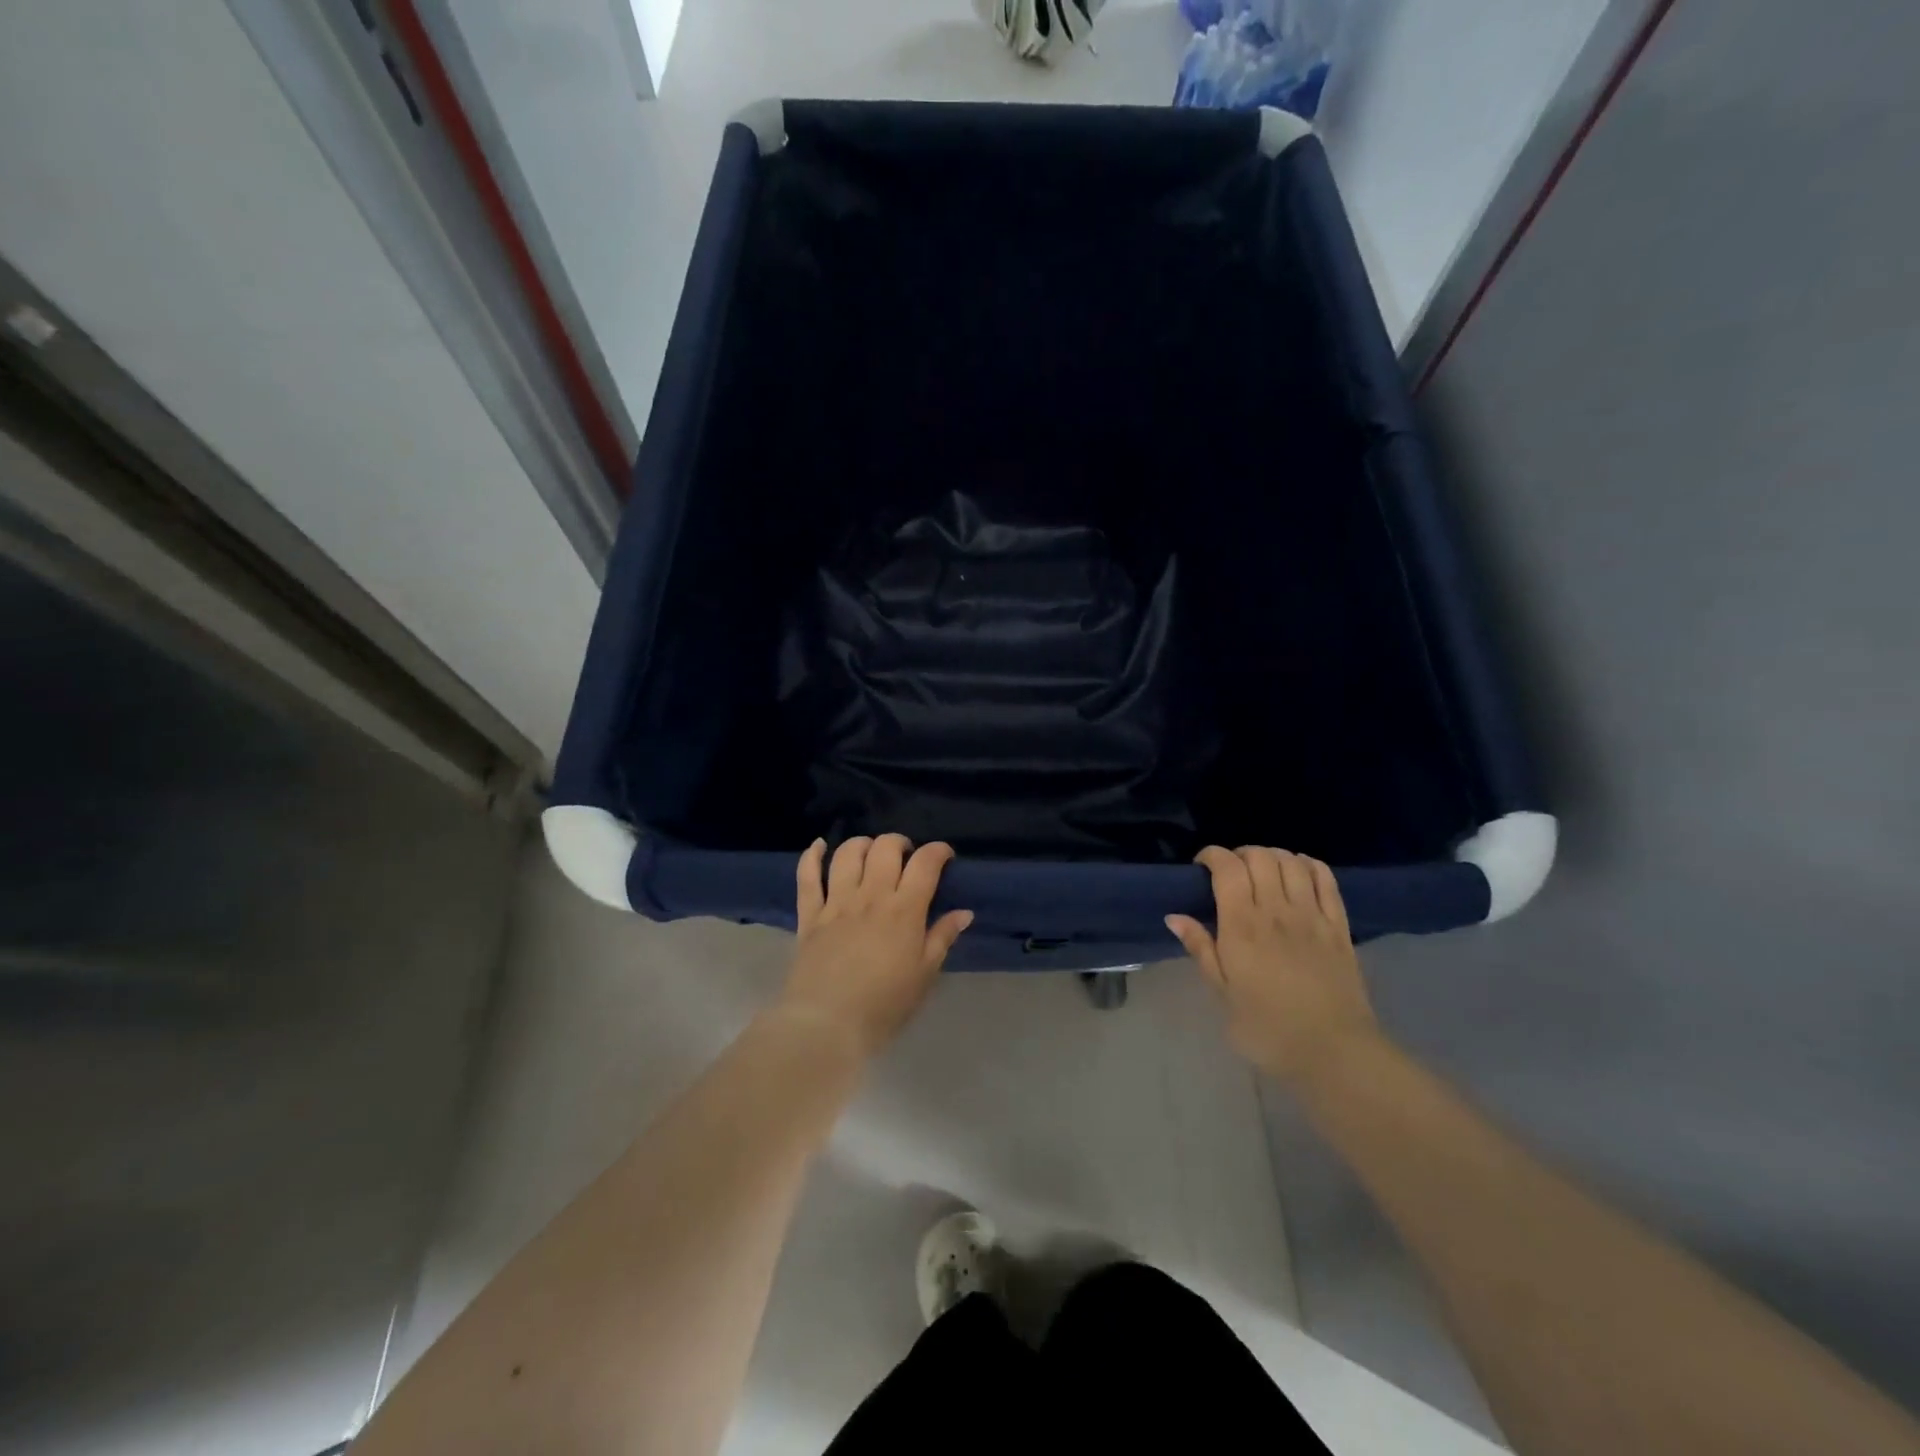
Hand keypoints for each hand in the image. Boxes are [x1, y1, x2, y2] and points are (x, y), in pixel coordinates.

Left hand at [781, 835, 972, 1055]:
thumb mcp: (924, 975)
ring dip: (863, 844)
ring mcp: (836, 902)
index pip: (925, 863)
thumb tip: (964, 912)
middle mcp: (871, 896)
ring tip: (871, 854)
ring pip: (848, 853)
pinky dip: (812, 855)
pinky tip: (820, 845)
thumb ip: (942, 938)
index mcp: (904, 910)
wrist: (827, 1025)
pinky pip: (807, 876)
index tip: (945, 856)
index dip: (938, 851)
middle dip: (900, 843)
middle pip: (885, 848)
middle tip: (906, 858)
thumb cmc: (884, 1005)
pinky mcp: (809, 915)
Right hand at [1167, 846, 1382, 1088]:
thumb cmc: (1267, 1029)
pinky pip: (1325, 880)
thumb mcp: (1223, 994)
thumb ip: (1201, 949)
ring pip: (1292, 862)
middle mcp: (1277, 910)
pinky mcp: (1339, 926)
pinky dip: (1308, 865)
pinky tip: (1299, 872)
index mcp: (1242, 926)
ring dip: (1272, 856)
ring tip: (1262, 871)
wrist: (1333, 1053)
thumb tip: (1174, 916)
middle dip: (1240, 854)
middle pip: (1260, 856)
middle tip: (1231, 873)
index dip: (1212, 855)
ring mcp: (1312, 915)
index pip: (1227, 868)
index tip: (1201, 866)